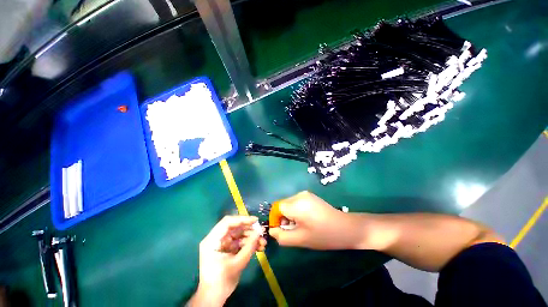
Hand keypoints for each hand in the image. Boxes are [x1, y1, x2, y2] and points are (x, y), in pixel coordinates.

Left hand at [190, 216, 265, 305]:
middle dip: (250, 230)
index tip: (255, 220)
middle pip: (235, 228)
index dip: (242, 219)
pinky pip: (240, 242)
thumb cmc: (221, 281)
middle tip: (262, 231)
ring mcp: (223, 244)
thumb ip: (249, 246)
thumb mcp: (237, 263)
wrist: (214, 298)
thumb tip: (259, 231)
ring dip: (252, 238)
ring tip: (263, 242)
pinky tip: (259, 247)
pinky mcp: (228, 249)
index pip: (227, 222)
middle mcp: (217, 239)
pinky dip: (249, 244)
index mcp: (212, 240)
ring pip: (240, 235)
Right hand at [269, 191, 360, 249]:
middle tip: (292, 230)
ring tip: (300, 225)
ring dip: (289, 214)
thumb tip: (272, 230)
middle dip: (283, 217)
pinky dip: (295, 210)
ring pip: (289, 203)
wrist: (345, 227)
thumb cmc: (323, 235)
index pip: (276, 208)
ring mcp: (305, 194)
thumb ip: (282, 236)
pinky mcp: (310, 195)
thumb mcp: (300, 239)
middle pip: (282, 205)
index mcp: (296, 204)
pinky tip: (305, 219)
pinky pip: (296, 202)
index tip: (281, 230)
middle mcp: (299, 195)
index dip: (275, 219)